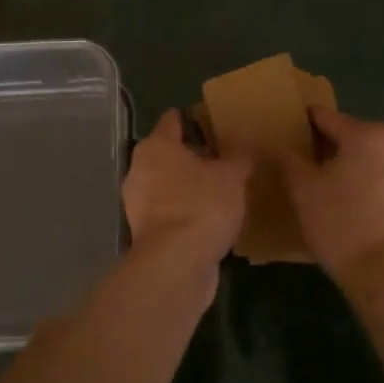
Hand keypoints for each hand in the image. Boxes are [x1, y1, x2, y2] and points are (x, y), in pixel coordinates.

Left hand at [123, 109, 250, 268]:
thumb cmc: (202, 205)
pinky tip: (207, 217)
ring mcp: (138, 203)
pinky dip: (184, 211)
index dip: (190, 118)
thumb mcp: (232, 176)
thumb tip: (245, 145)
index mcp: (157, 146)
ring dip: (186, 185)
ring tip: (218, 188)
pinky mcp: (144, 233)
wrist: (176, 264)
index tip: (207, 120)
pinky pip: (168, 212)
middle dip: (190, 155)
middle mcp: (140, 169)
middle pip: (167, 154)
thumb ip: (239, 157)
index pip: (171, 121)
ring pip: (165, 184)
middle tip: (220, 156)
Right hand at [282, 108, 383, 287]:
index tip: (293, 133)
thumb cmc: (341, 224)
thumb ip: (290, 161)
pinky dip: (379, 197)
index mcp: (369, 136)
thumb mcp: (303, 190)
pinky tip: (364, 220)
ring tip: (339, 198)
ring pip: (379, 166)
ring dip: (360, 174)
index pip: (328, 119)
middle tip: (313, 171)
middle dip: (336, 151)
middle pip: (358, 140)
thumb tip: (283, 148)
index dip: (307, 124)